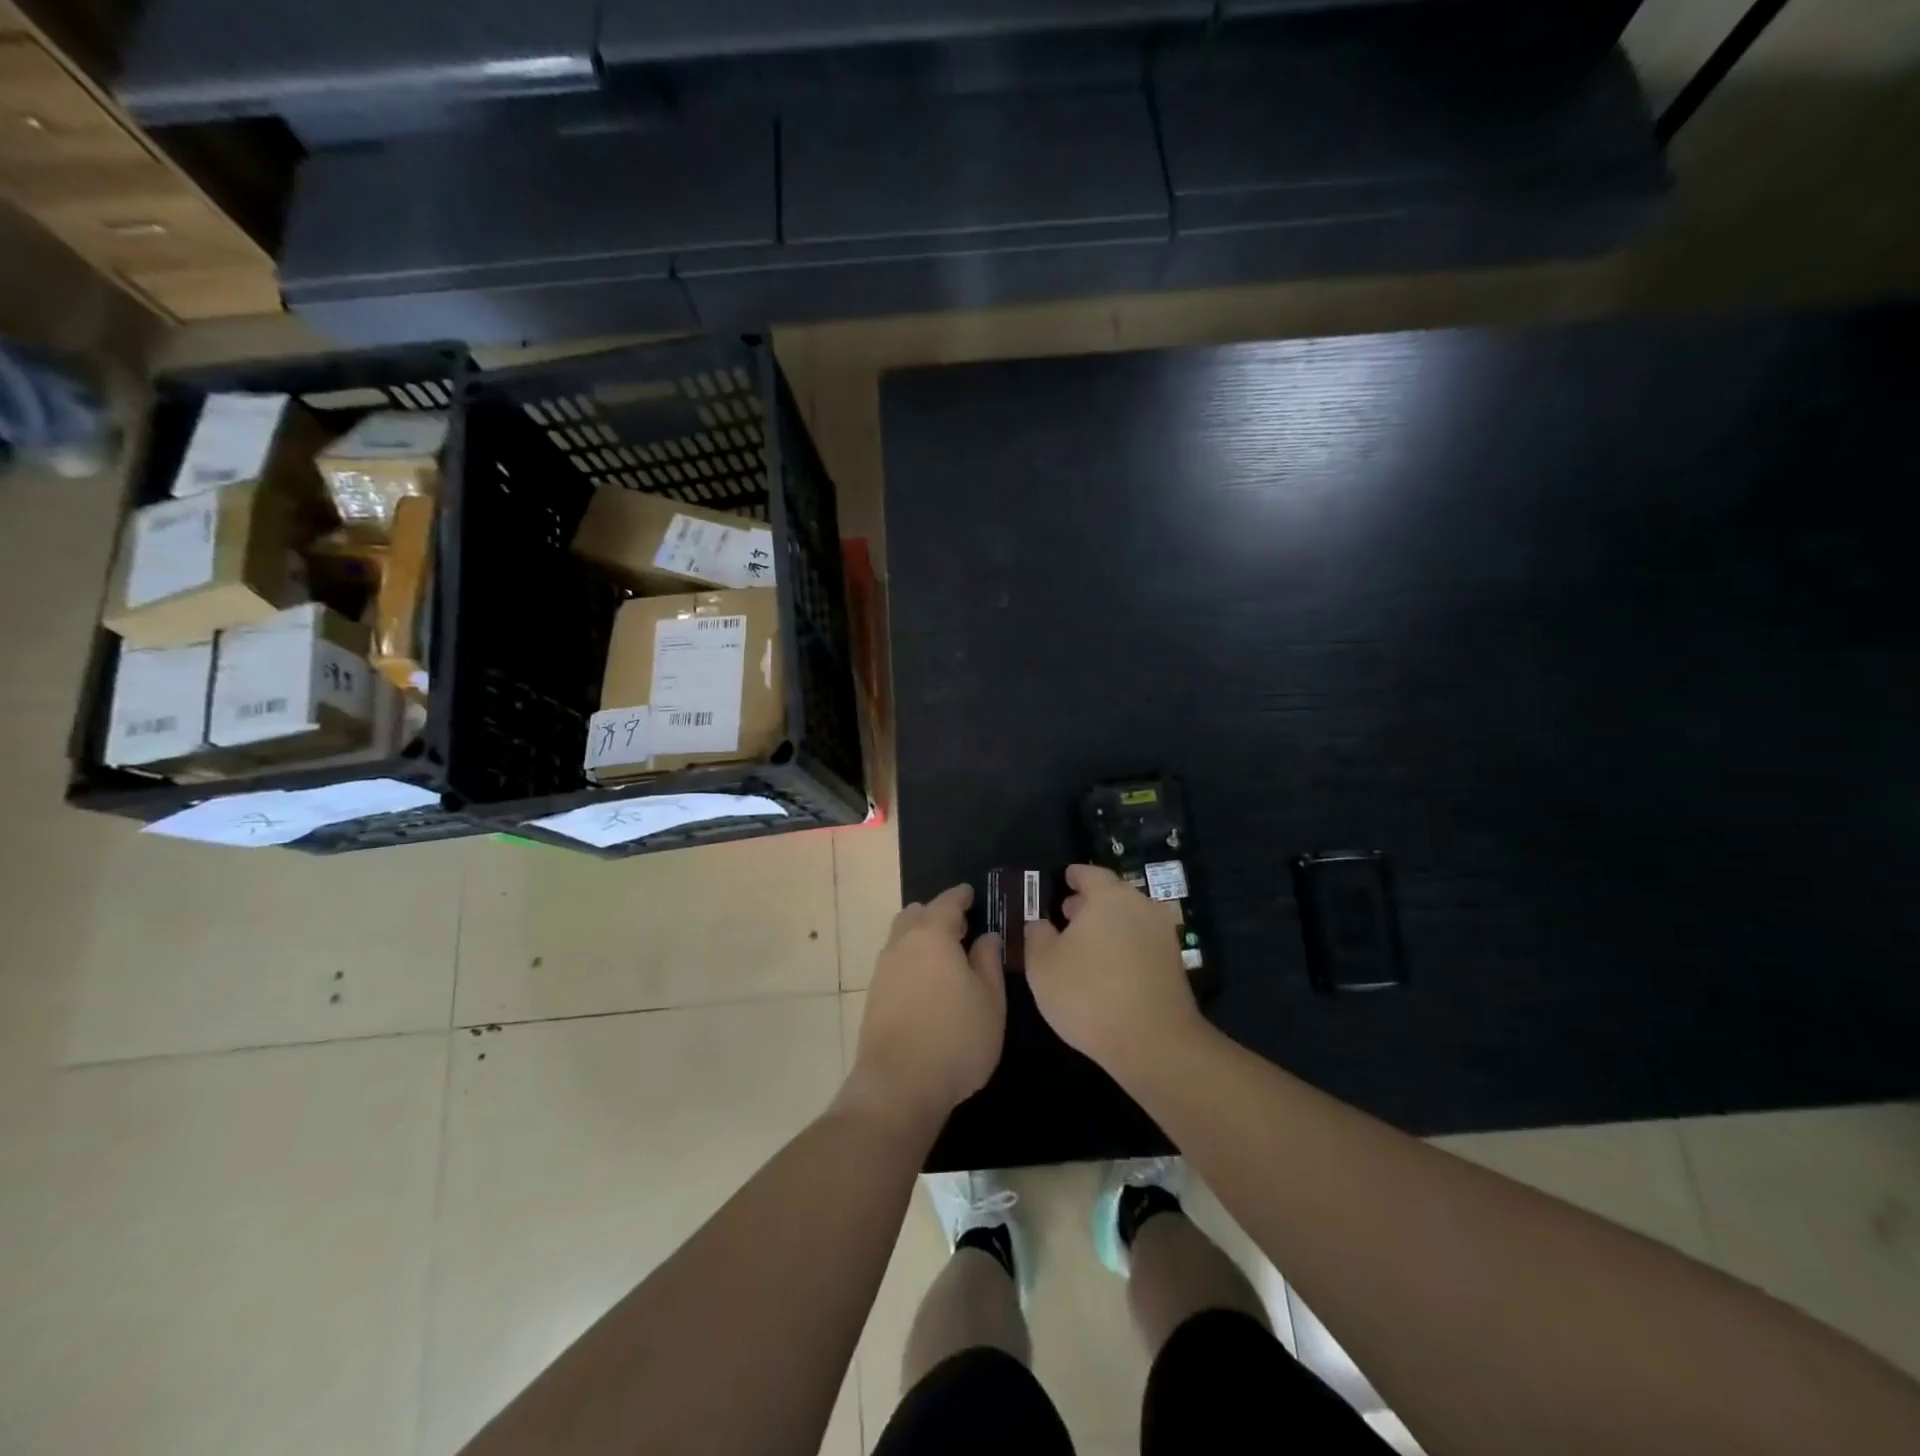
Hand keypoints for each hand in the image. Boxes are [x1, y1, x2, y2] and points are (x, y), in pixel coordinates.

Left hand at [846, 884, 1005, 1133]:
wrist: (898, 1086)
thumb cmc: (955, 1038)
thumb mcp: (989, 1000)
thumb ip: (988, 962)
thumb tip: (986, 937)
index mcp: (932, 936)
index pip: (946, 902)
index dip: (960, 896)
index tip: (971, 893)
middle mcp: (902, 945)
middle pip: (916, 915)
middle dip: (936, 914)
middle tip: (960, 926)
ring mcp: (883, 971)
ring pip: (901, 938)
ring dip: (921, 938)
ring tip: (945, 955)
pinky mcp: (874, 997)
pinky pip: (895, 963)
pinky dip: (911, 960)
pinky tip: (927, 982)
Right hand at [1024, 864, 1203, 1080]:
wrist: (1154, 1042)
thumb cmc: (1089, 994)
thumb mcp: (1043, 965)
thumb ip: (1036, 936)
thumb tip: (1039, 924)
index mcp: (1110, 897)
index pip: (1090, 873)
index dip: (1074, 876)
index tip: (1063, 879)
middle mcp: (1141, 907)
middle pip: (1113, 896)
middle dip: (1089, 903)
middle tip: (1067, 914)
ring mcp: (1162, 936)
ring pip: (1128, 920)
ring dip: (1107, 927)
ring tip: (1083, 945)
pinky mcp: (1174, 965)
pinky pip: (1141, 944)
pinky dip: (1122, 947)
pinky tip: (1106, 969)